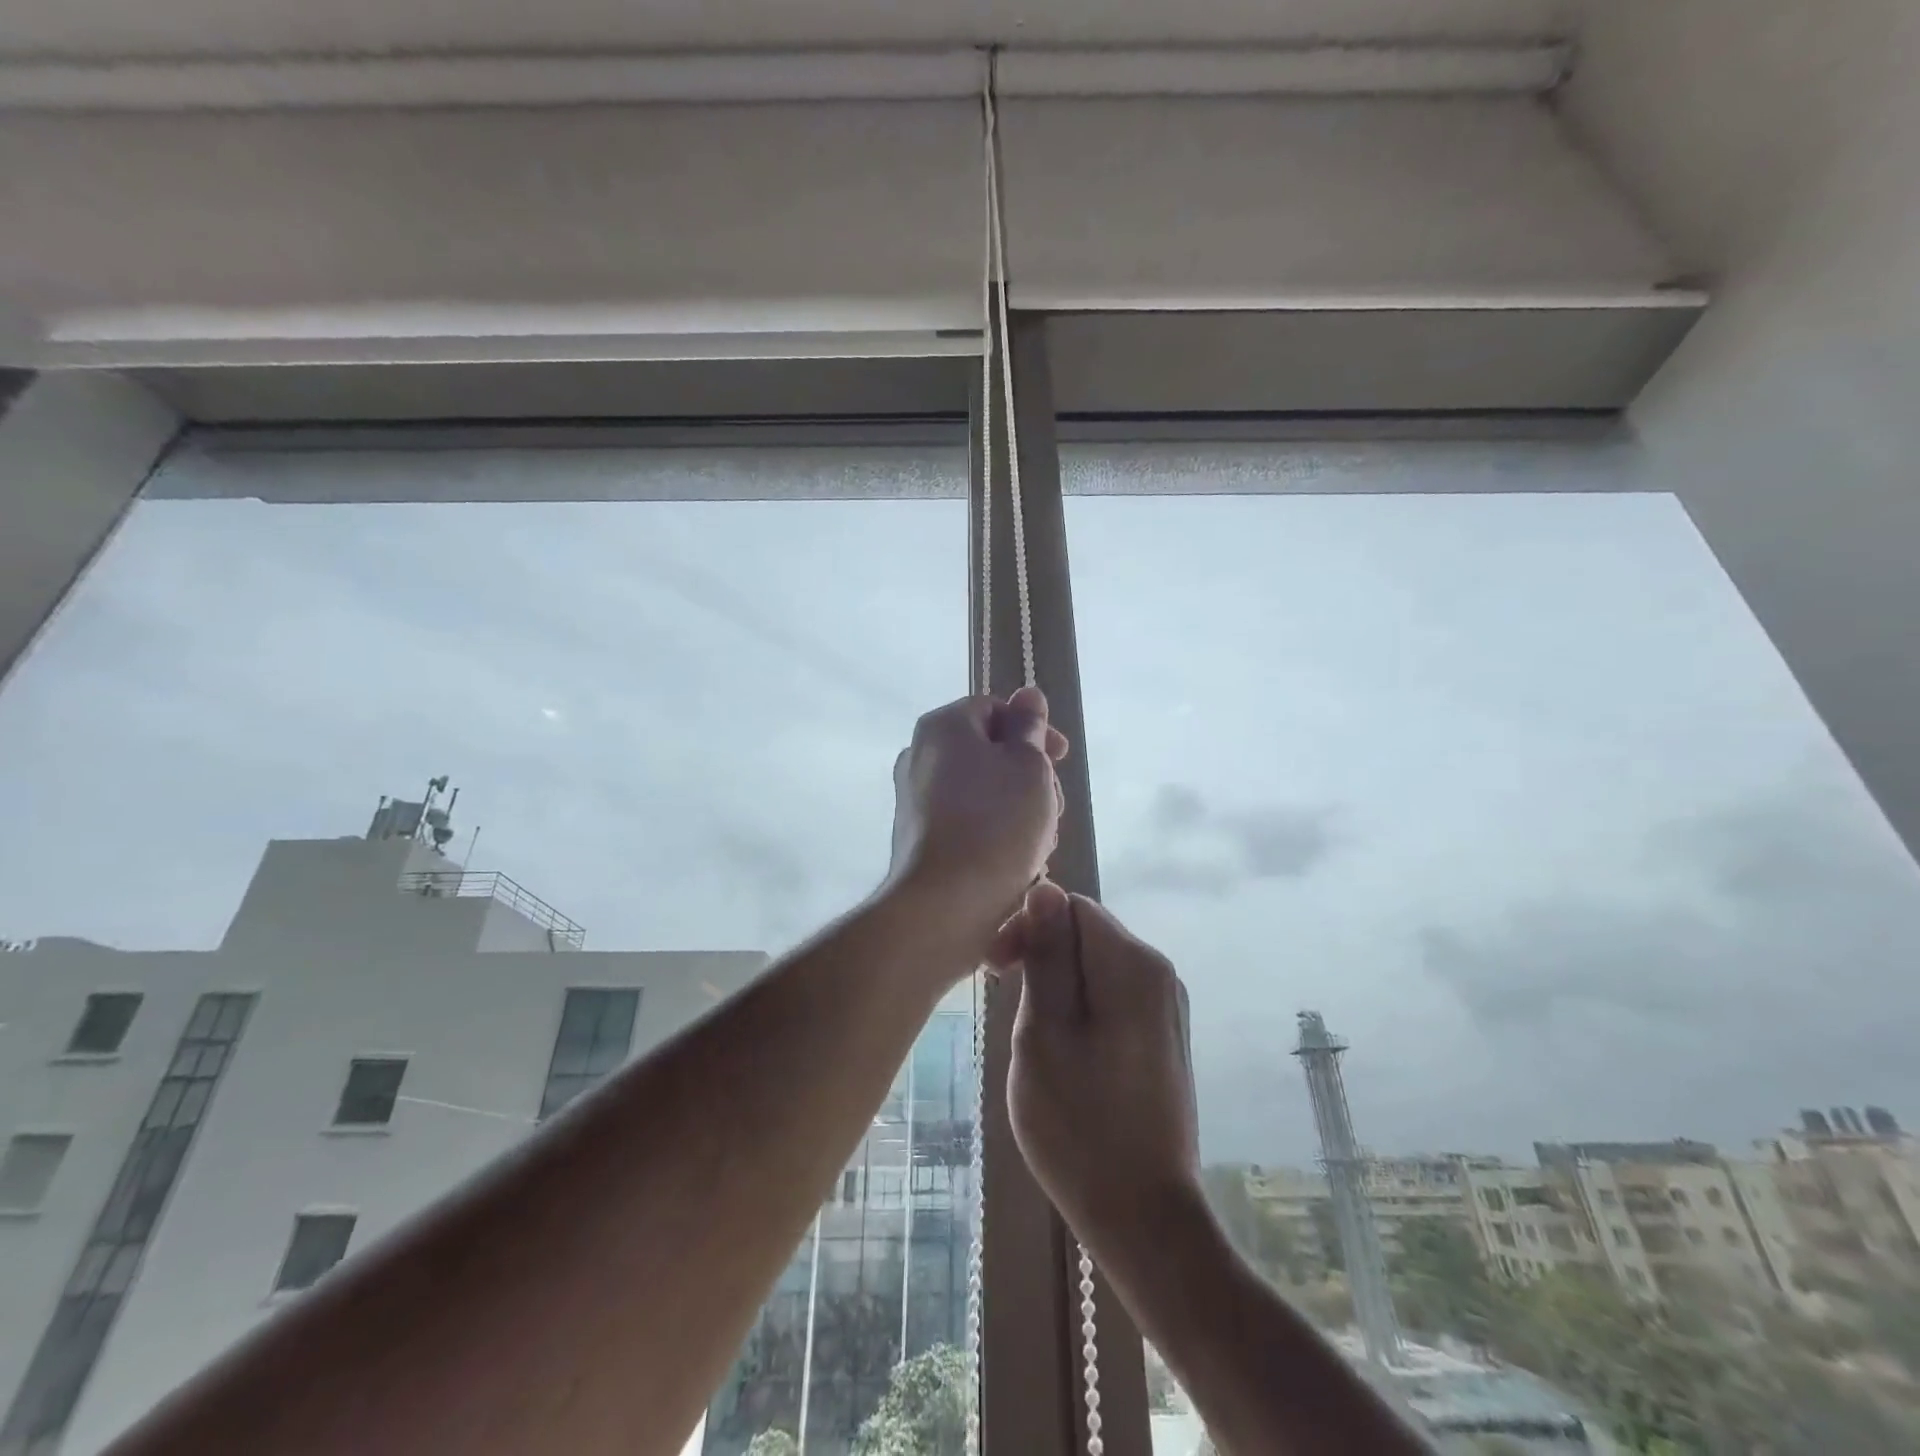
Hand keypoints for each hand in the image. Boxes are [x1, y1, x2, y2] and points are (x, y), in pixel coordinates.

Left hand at [887, 688, 1068, 931]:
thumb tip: (1028, 694)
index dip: (1034, 730)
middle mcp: (920, 755)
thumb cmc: (996, 824)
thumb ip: (1030, 727)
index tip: (1061, 758)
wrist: (944, 904)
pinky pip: (966, 821)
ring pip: (983, 791)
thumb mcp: (1028, 766)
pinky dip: (994, 832)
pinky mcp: (919, 838)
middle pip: (989, 752)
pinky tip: (1016, 862)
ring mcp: (914, 799)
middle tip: (1054, 807)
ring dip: (1018, 809)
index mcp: (943, 727)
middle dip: (1029, 776)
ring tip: (1040, 843)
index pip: (995, 709)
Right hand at [991, 883, 1201, 1257]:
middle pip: (1087, 932)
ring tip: (1033, 1036)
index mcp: (1133, 963)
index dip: (1027, 926)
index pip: (1070, 906)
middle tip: (1006, 1005)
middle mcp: (1159, 972)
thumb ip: (1047, 955)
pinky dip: (1081, 1007)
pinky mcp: (1164, 1036)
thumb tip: (1044, 888)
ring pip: (1097, 965)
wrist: (1145, 1218)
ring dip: (1058, 984)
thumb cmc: (1080, 1125)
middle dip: (1042, 955)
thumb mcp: (1043, 1032)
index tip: (994, 971)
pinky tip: (1064, 1051)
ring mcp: (1167, 1006)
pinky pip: (1113, 995)